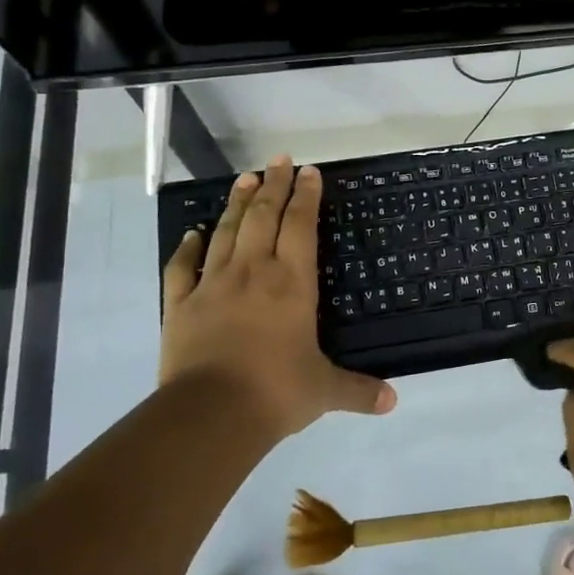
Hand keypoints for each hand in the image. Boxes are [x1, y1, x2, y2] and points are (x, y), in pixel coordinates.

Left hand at [160, 156, 396, 437]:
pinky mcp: (180, 305)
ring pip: (225, 231)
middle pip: (263, 216)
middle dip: (274, 185)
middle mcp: (253, 272)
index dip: (306, 196)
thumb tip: (393, 402)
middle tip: (279, 160)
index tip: (310, 171)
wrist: (210, 414)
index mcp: (292, 283)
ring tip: (245, 178)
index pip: (300, 226)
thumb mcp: (325, 391)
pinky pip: (182, 268)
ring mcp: (212, 285)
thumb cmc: (276, 392)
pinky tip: (192, 233)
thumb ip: (358, 390)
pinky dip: (187, 247)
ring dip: (237, 203)